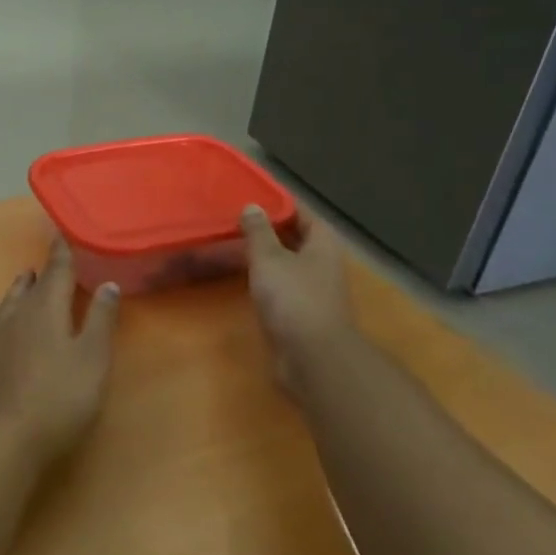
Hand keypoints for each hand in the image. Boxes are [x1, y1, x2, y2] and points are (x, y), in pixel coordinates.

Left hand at [0, 239, 120, 463]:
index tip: (63, 234)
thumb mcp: (93, 359)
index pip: (57, 272)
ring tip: (26, 277)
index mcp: (47, 310)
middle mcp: (16, 315)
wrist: (5, 439)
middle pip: (32, 287)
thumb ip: (100, 320)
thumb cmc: (60, 399)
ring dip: (18, 288)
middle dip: (43, 272)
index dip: (62, 253)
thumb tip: (107, 282)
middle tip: (52, 262)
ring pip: (6, 302)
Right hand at [241, 203, 353, 404]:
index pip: (302, 213)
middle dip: (269, 230)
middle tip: (235, 221)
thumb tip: (252, 207)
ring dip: (265, 257)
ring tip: (233, 247)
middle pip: (295, 239)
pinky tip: (244, 280)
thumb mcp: (269, 259)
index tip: (251, 197)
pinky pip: (281, 287)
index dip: (279, 204)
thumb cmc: (293, 299)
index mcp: (322, 244)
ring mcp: (314, 291)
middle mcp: (322, 264)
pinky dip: (264, 280)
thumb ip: (258, 232)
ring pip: (287, 264)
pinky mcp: (302, 314)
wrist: (312, 357)